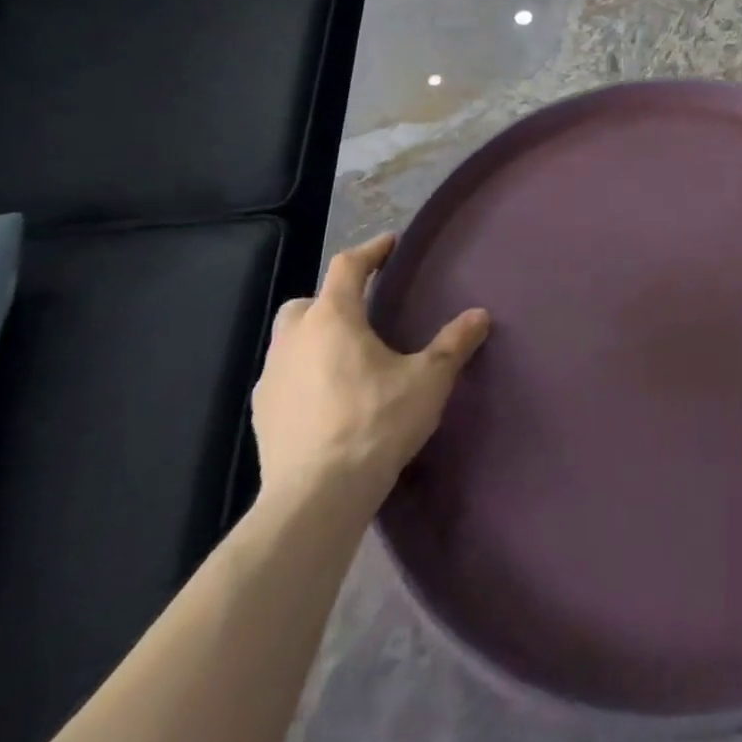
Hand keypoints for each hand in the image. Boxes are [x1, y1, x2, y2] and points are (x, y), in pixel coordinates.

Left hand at [251, 234, 489, 517]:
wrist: (316, 497)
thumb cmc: (376, 422)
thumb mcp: (428, 380)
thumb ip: (453, 344)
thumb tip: (479, 315)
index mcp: (333, 318)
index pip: (348, 266)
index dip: (371, 251)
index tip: (390, 244)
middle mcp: (294, 339)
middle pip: (306, 302)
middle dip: (331, 299)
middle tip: (362, 311)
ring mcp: (271, 379)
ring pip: (288, 341)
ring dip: (313, 338)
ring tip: (346, 357)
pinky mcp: (261, 416)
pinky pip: (283, 378)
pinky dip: (303, 375)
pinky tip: (327, 398)